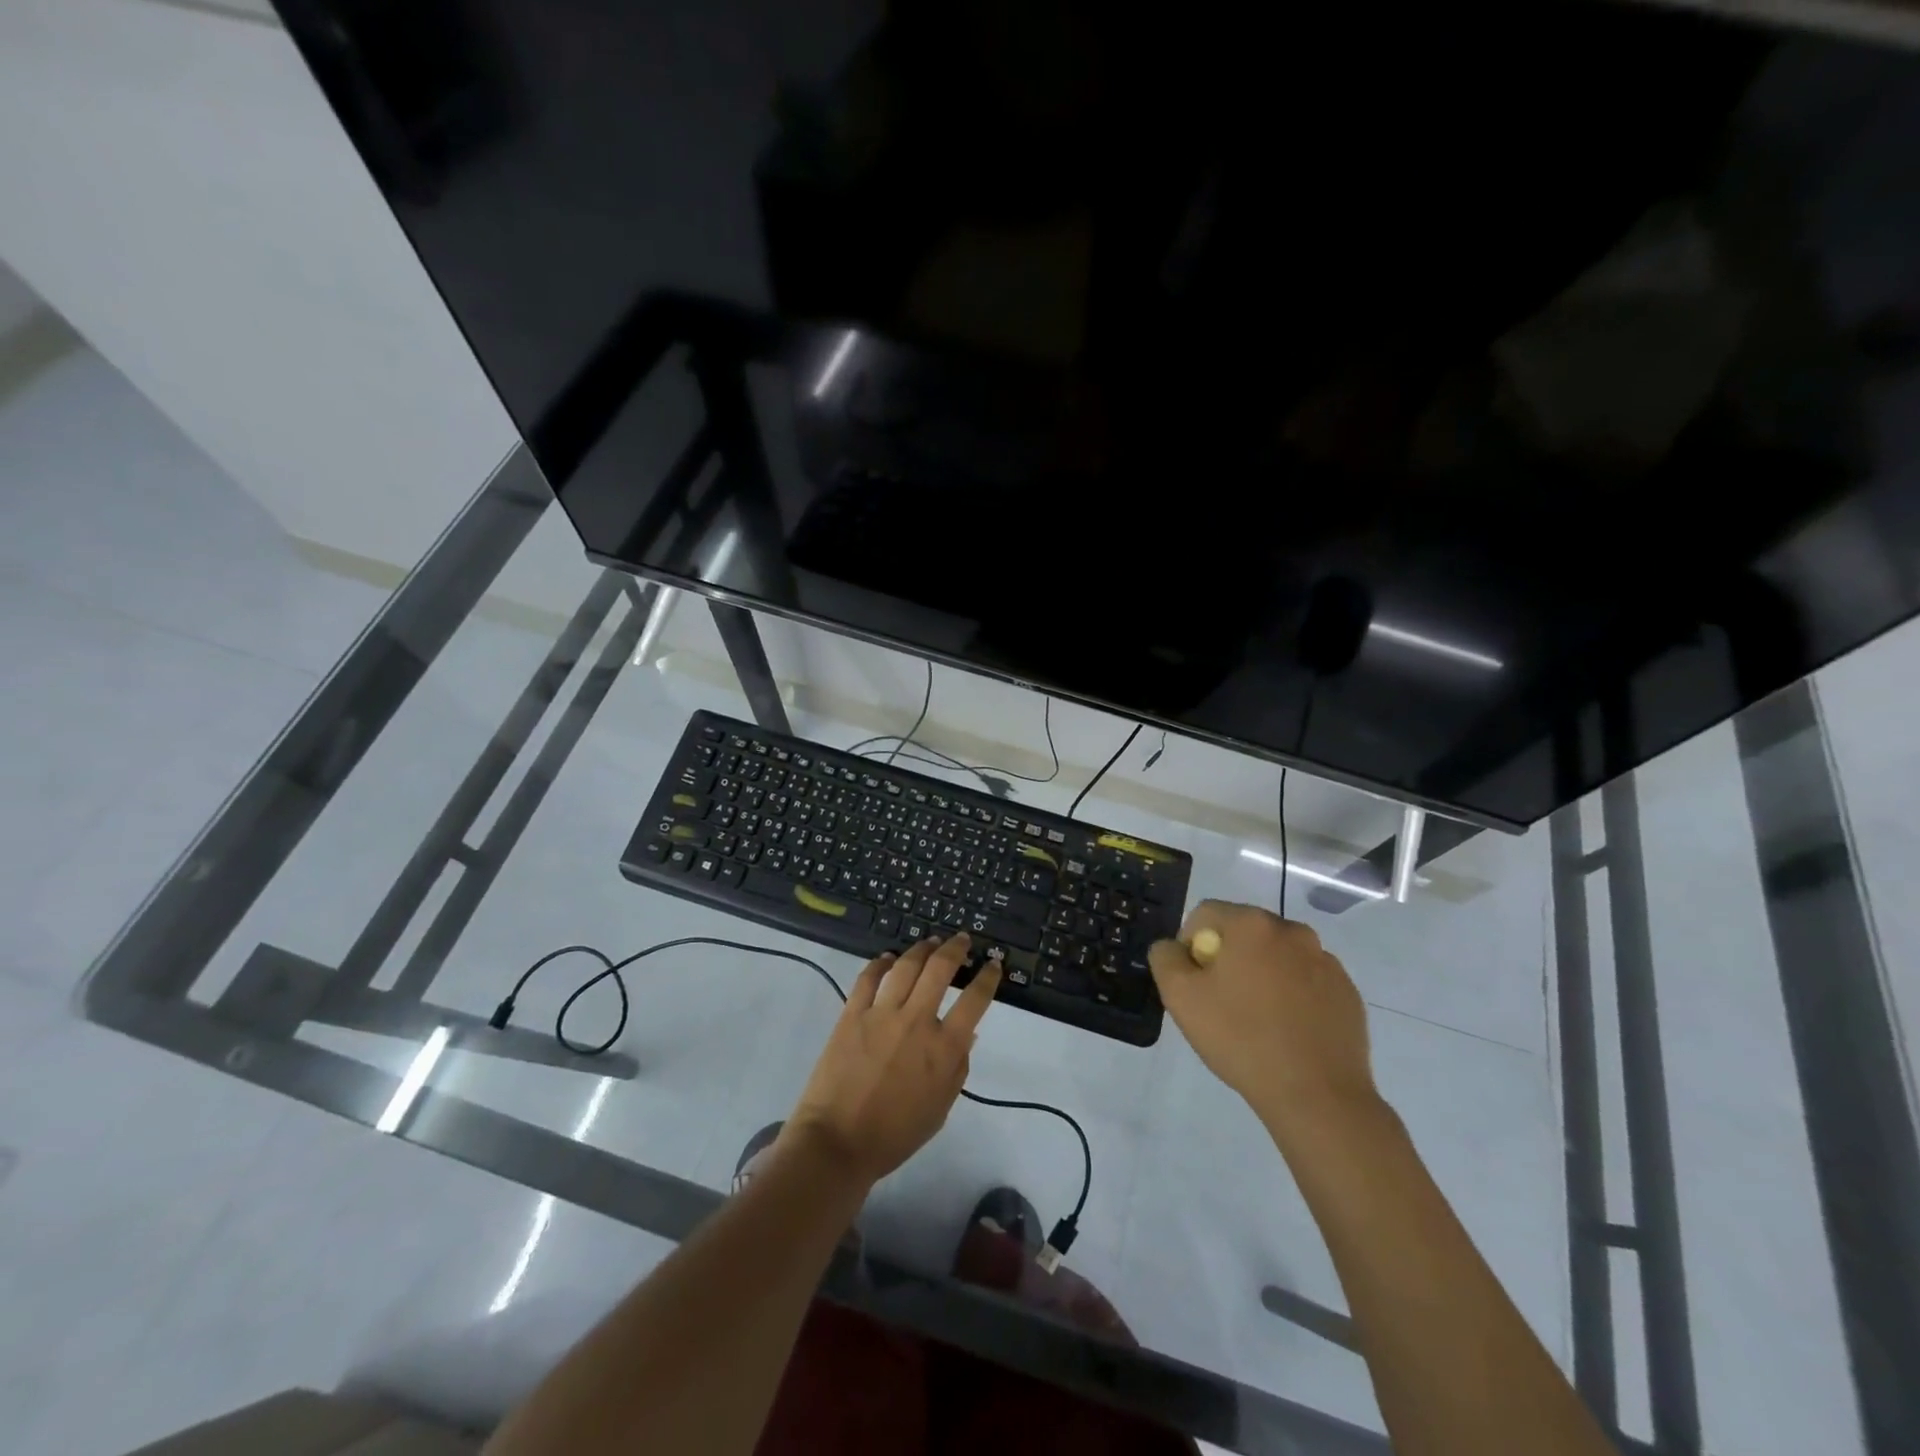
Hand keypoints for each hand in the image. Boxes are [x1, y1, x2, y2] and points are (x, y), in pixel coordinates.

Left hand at [785, 933, 1000, 1184]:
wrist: (838, 1142)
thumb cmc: (895, 1134)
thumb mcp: (940, 1108)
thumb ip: (957, 1067)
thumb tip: (969, 1034)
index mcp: (944, 1048)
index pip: (975, 1000)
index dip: (988, 977)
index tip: (993, 964)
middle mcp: (916, 1021)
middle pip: (940, 969)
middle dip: (956, 949)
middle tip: (962, 940)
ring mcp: (882, 1014)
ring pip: (906, 966)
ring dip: (922, 949)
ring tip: (931, 942)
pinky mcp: (852, 1013)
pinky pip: (868, 977)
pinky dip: (880, 963)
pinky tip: (888, 958)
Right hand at [1148, 901, 1376, 1133]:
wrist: (1316, 1095)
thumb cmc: (1241, 1038)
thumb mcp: (1180, 997)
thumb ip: (1165, 958)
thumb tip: (1173, 948)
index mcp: (1252, 924)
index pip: (1206, 914)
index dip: (1190, 944)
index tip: (1193, 983)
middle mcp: (1293, 932)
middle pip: (1245, 932)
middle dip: (1228, 958)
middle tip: (1221, 1002)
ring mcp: (1326, 962)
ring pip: (1278, 957)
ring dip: (1262, 975)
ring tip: (1257, 1021)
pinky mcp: (1348, 993)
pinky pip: (1308, 982)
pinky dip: (1293, 996)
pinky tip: (1288, 1032)